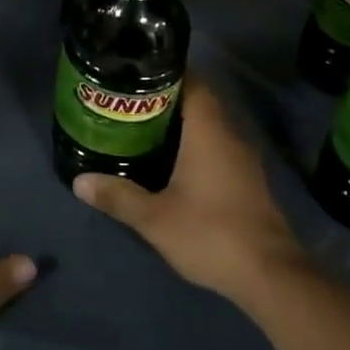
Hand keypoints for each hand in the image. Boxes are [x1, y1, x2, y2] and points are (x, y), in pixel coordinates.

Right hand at [73, 82, 306, 303]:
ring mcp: (244, 160)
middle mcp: (230, 136)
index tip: (137, 74)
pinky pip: (218, 149)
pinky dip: (195, 147)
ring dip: (181, 126)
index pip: (193, 83)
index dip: (166, 73)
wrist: (270, 276)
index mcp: (209, 132)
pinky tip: (172, 164)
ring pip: (209, 128)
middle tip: (129, 104)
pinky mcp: (248, 182)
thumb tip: (79, 181)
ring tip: (143, 130)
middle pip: (199, 103)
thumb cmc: (210, 234)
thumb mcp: (155, 218)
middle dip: (166, 100)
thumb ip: (118, 196)